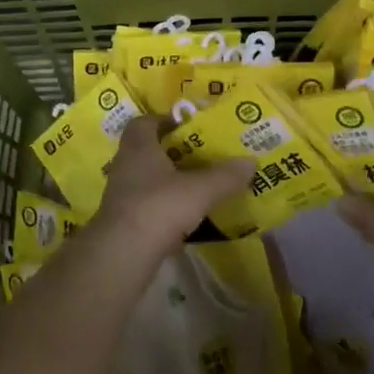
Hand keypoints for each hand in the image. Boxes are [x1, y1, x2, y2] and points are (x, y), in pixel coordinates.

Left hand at [91, 116, 254, 256]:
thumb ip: (225, 176)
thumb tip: (251, 161)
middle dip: (173, 153)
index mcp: (139, 147)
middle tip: (202, 156)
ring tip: (199, 186)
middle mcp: (125, 166)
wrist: (123, 253)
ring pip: (148, 180)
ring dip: (170, 182)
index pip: (144, 122)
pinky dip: (167, 209)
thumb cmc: (159, 207)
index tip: (188, 126)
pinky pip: (149, 207)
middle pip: (148, 151)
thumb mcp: (200, 189)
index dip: (165, 120)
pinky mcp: (125, 221)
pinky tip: (188, 219)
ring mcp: (122, 195)